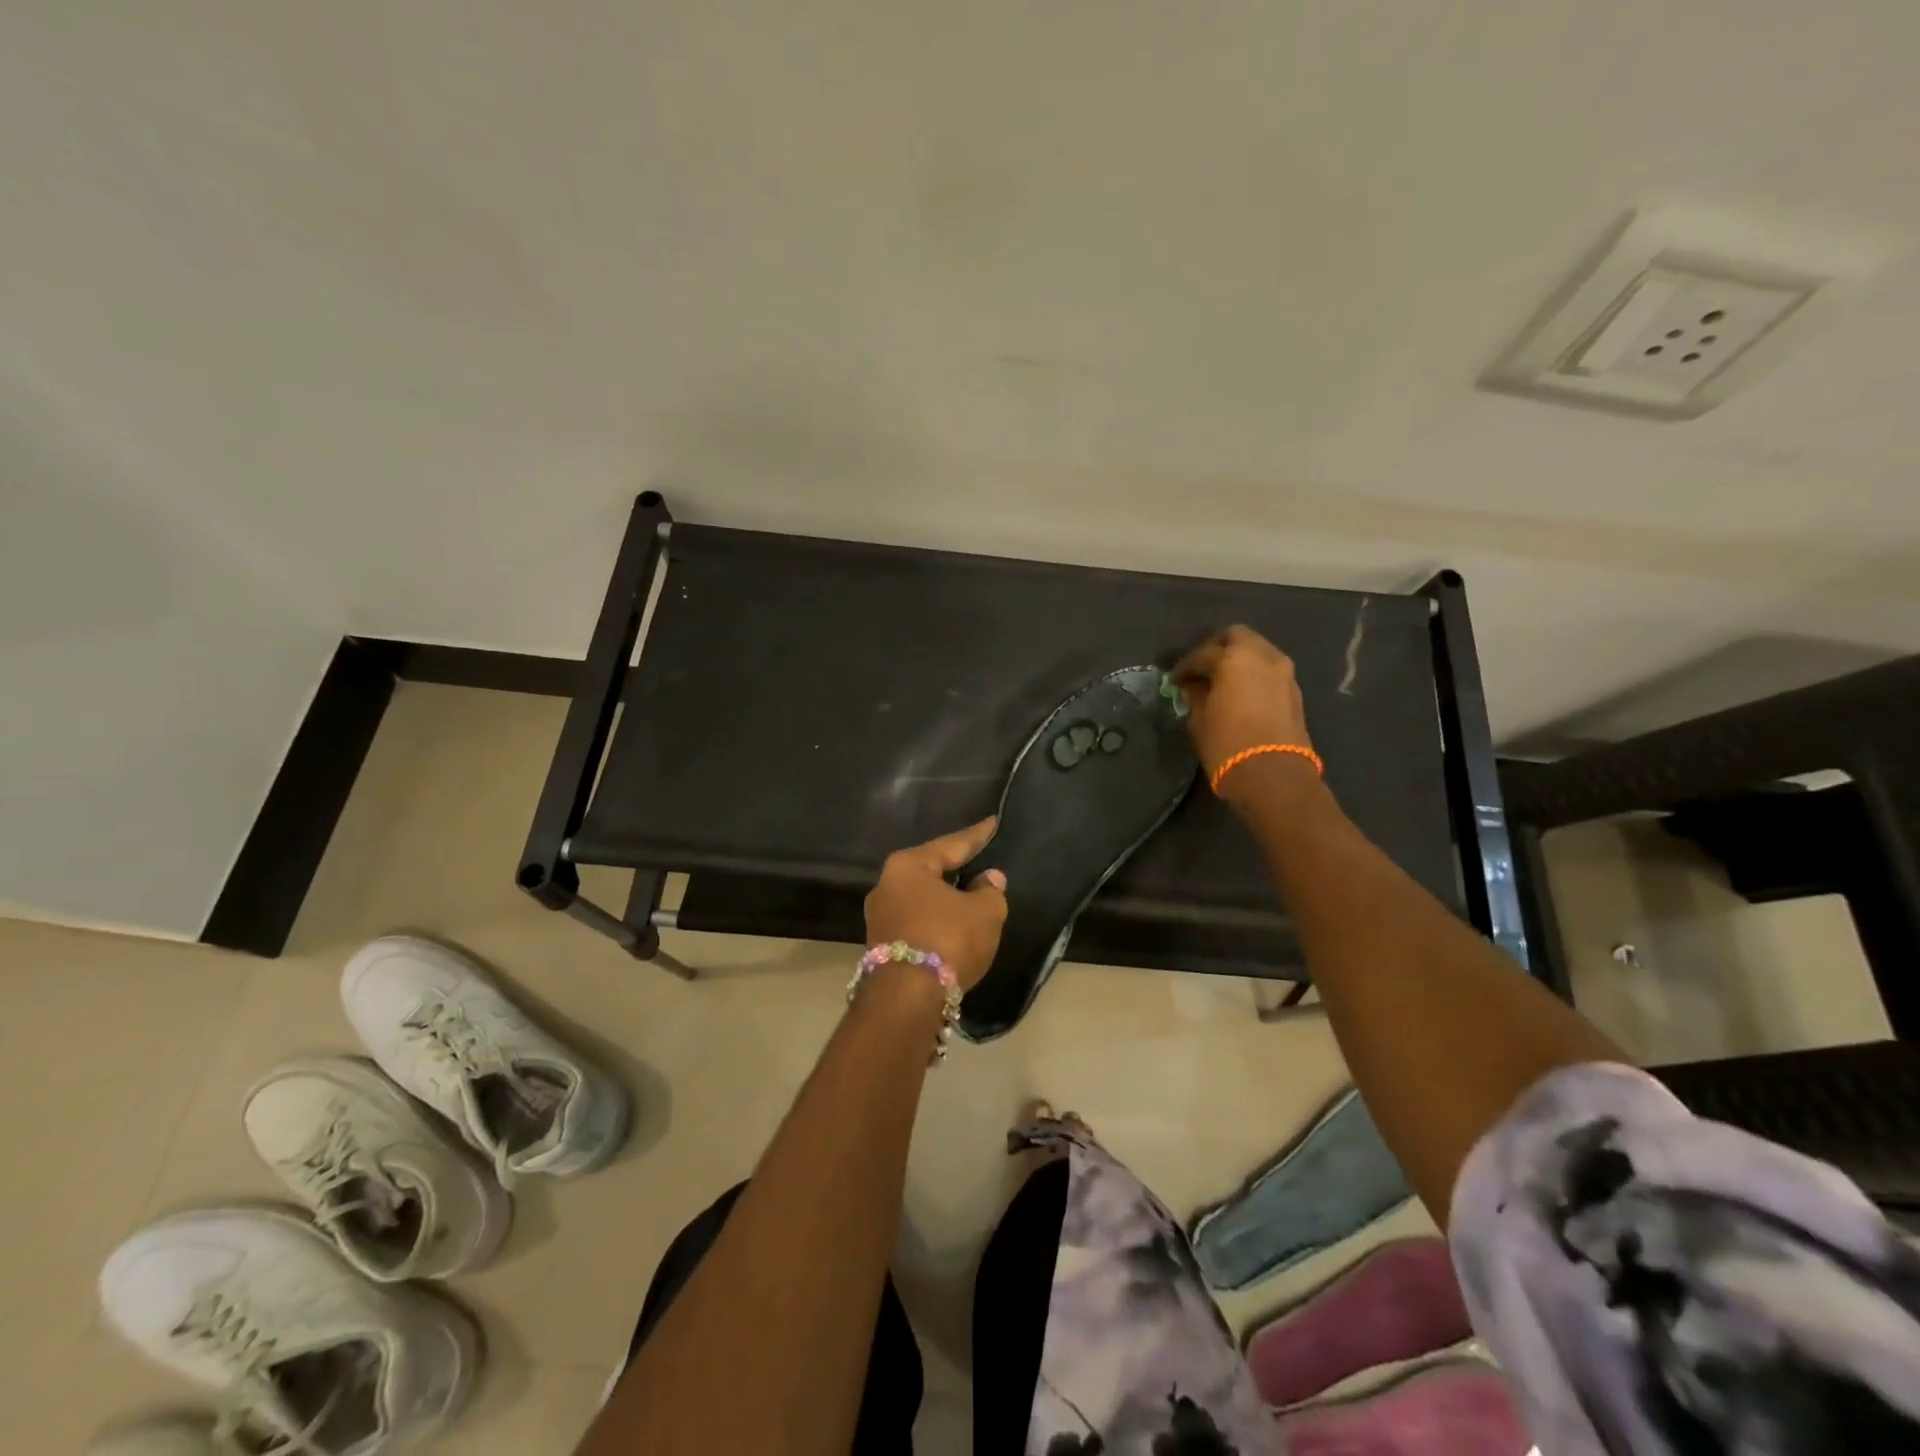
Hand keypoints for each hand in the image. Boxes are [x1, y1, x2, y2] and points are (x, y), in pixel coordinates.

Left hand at [864, 818, 1008, 992]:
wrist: (907, 998)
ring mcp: (879, 918)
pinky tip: (951, 924)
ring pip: (920, 899)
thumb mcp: (984, 912)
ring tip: (968, 894)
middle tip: (977, 858)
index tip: (992, 823)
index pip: (950, 845)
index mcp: (908, 866)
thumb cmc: (948, 939)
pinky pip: (915, 922)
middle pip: (929, 871)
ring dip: (944, 898)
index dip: (976, 836)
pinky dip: (935, 921)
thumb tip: (988, 878)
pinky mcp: (880, 946)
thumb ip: (990, 891)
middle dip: (955, 868)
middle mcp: (886, 885)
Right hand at [1172, 625, 1315, 796]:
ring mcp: (1283, 672)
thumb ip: (1196, 696)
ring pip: (1257, 651)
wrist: (1274, 776)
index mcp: (1234, 659)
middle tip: (1201, 670)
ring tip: (1221, 682)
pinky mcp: (1294, 691)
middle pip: (1237, 637)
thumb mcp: (1200, 720)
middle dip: (1217, 649)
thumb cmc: (1227, 745)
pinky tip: (1240, 694)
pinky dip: (1253, 674)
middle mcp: (1262, 656)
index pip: (1202, 654)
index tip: (1174, 681)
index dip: (1185, 667)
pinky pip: (1269, 670)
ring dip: (1238, 660)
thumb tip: (1193, 687)